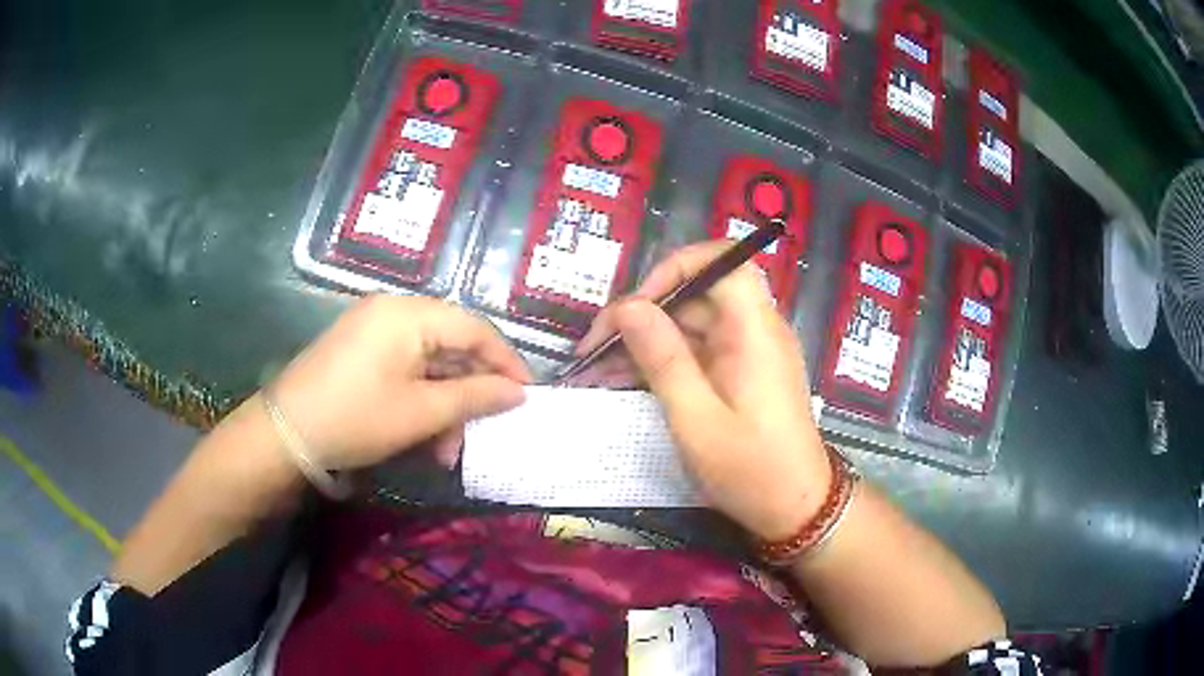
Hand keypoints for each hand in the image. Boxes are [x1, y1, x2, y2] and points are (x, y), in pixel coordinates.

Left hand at [269, 295, 530, 470]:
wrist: (285, 433)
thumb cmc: (356, 418)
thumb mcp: (421, 412)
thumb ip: (474, 397)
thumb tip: (519, 393)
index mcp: (409, 314)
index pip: (475, 329)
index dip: (506, 362)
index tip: (527, 397)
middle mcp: (392, 310)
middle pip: (452, 344)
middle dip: (470, 392)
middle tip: (483, 431)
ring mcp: (373, 328)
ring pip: (429, 361)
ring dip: (445, 403)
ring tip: (446, 450)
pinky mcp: (360, 349)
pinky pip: (405, 367)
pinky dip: (420, 398)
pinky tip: (423, 435)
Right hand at [577, 242, 828, 540]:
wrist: (796, 509)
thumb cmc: (751, 469)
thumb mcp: (696, 419)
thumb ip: (663, 359)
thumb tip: (627, 307)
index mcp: (754, 330)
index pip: (722, 262)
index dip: (675, 268)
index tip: (635, 305)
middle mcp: (754, 330)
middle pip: (696, 295)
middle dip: (642, 314)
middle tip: (594, 348)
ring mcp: (746, 352)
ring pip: (689, 325)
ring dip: (643, 342)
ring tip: (595, 370)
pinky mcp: (738, 374)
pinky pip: (696, 353)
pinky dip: (661, 362)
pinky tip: (622, 380)